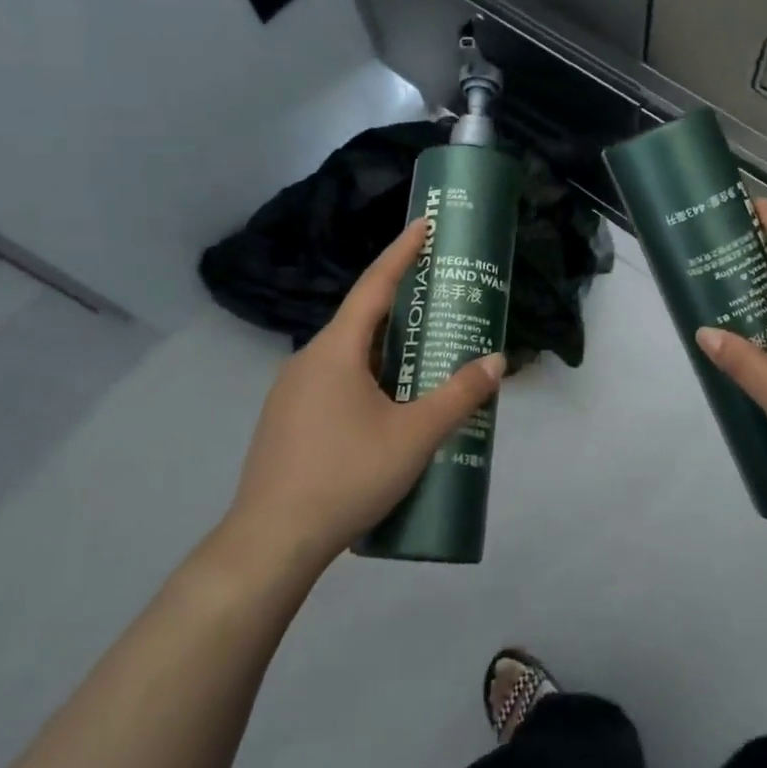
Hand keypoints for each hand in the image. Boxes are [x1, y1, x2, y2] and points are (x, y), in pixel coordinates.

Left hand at [219, 217, 504, 574]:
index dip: (402, 252)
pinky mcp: (286, 422)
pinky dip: (366, 378)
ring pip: (347, 356)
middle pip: (362, 320)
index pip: (375, 286)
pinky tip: (388, 409)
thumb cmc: (345, 476)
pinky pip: (334, 382)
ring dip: (385, 350)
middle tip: (440, 303)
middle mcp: (308, 360)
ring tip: (423, 360)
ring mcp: (291, 392)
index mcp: (335, 350)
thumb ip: (458, 396)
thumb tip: (496, 361)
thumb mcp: (414, 436)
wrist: (270, 543)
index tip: (424, 224)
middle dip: (402, 308)